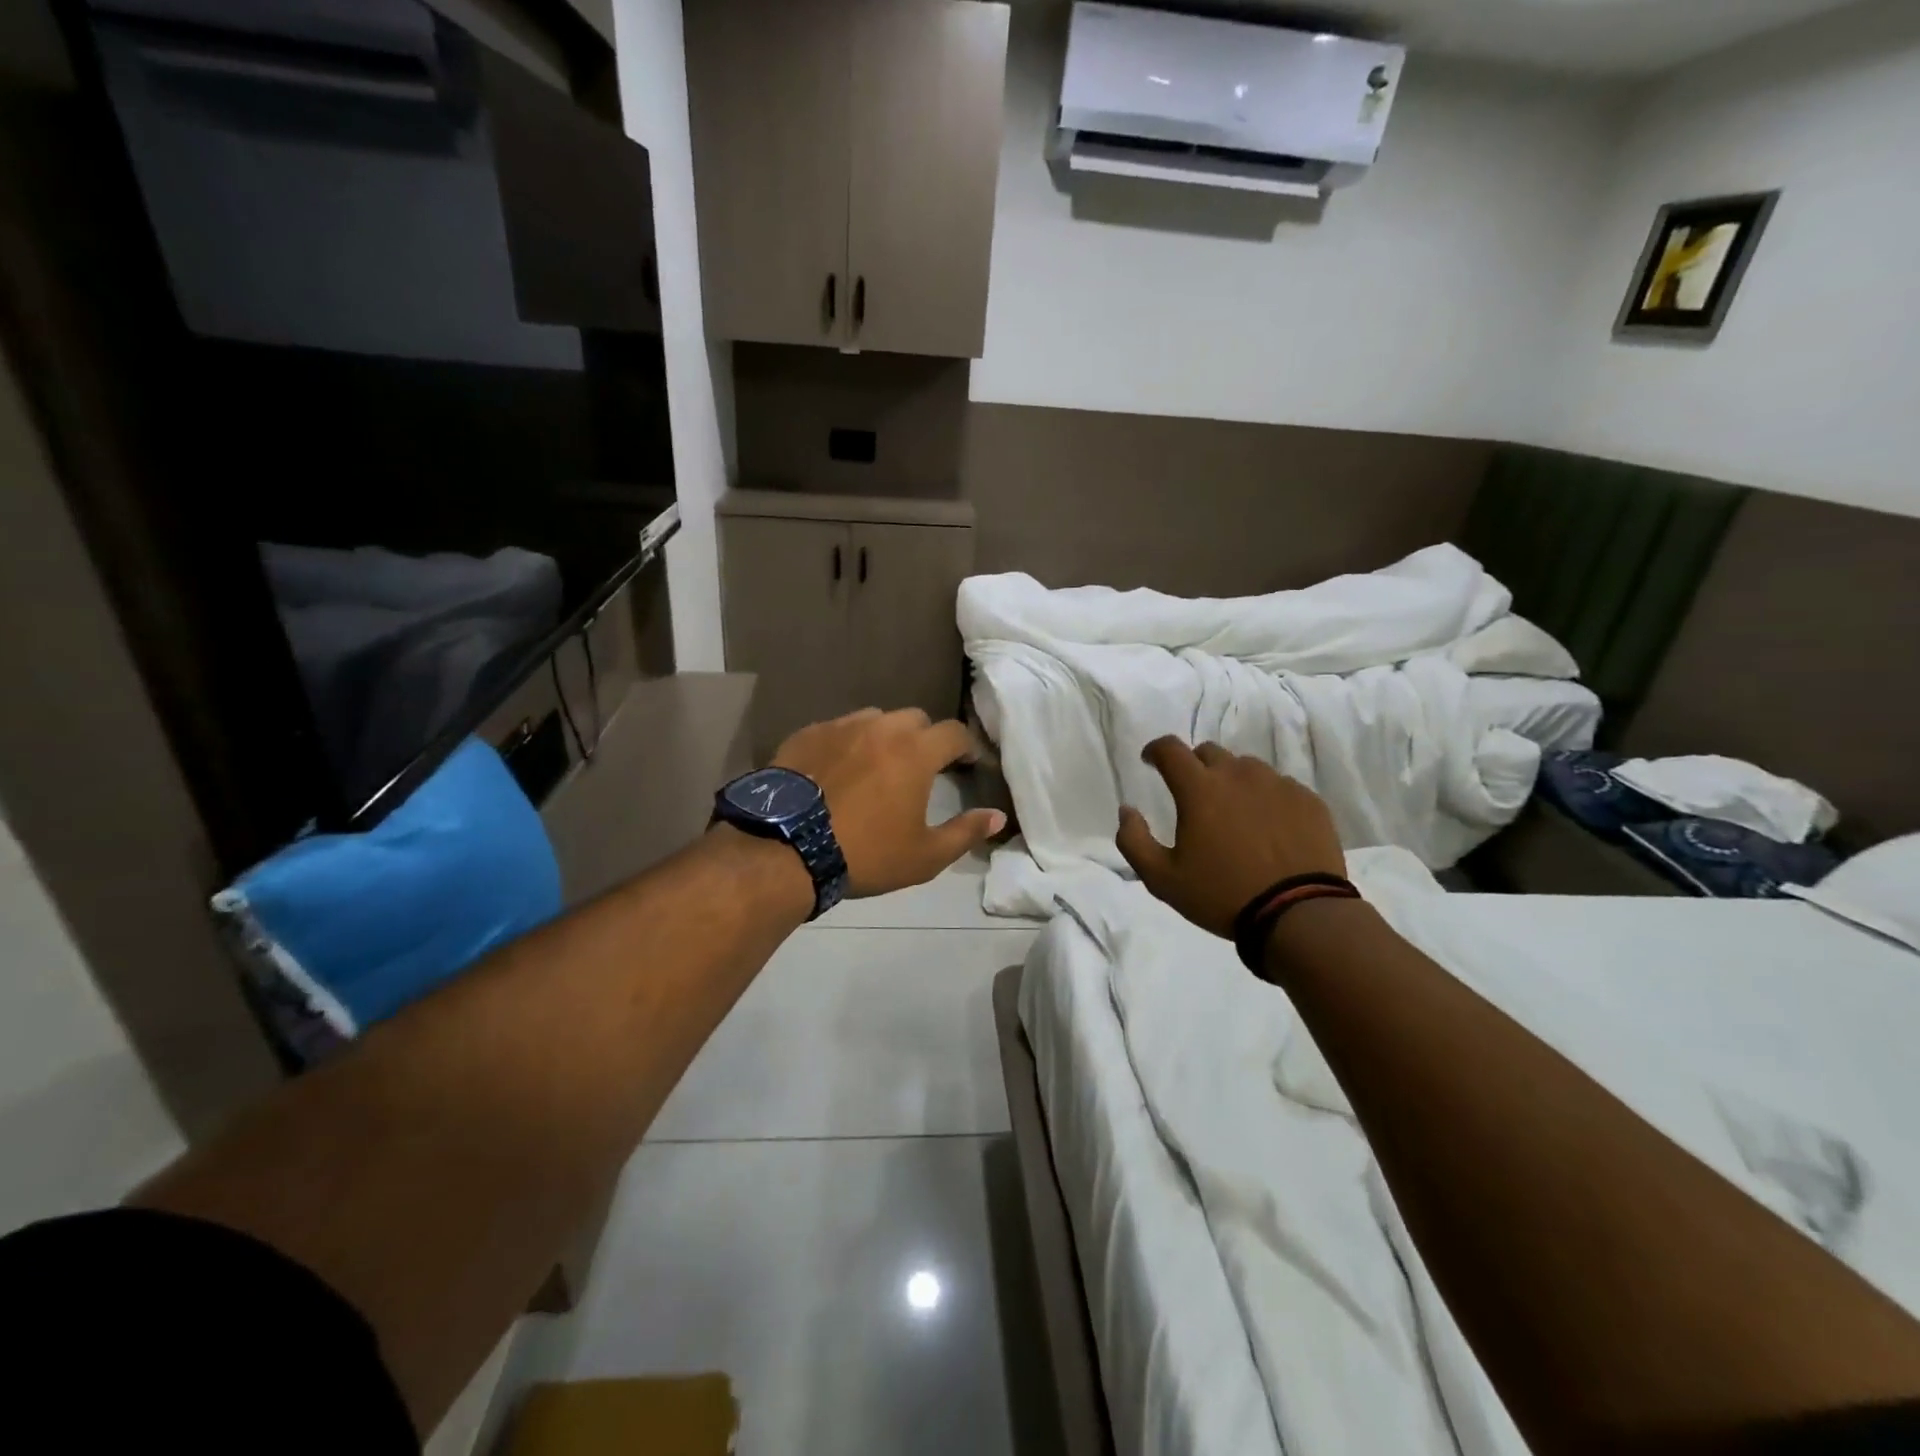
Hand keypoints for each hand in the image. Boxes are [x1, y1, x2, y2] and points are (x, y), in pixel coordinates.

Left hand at [774, 708, 1005, 898]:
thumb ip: (966, 832)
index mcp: (916, 751)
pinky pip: (838, 729)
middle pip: (915, 719)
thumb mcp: (925, 855)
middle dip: (925, 738)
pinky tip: (839, 769)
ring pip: (875, 719)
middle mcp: (881, 728)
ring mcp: (841, 727)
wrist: (786, 849)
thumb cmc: (866, 854)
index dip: (966, 747)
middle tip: (921, 767)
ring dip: (885, 737)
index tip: (967, 763)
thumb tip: (997, 816)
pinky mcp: (807, 734)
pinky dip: (848, 743)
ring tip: (878, 765)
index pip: (954, 733)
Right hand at [1116, 737, 1344, 938]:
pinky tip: (1268, 827)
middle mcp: (1238, 775)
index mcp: (1199, 789)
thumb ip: (1134, 840)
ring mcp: (1278, 784)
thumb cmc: (1222, 895)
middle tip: (1194, 795)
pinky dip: (1266, 798)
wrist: (1299, 914)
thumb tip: (1127, 811)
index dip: (1156, 750)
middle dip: (1195, 766)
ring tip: (1234, 813)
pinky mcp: (1308, 800)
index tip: (1151, 761)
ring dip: (1232, 781)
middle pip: (1210, 753)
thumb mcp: (1162, 879)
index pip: (1171, 749)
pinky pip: (1280, 786)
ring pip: (1246, 768)